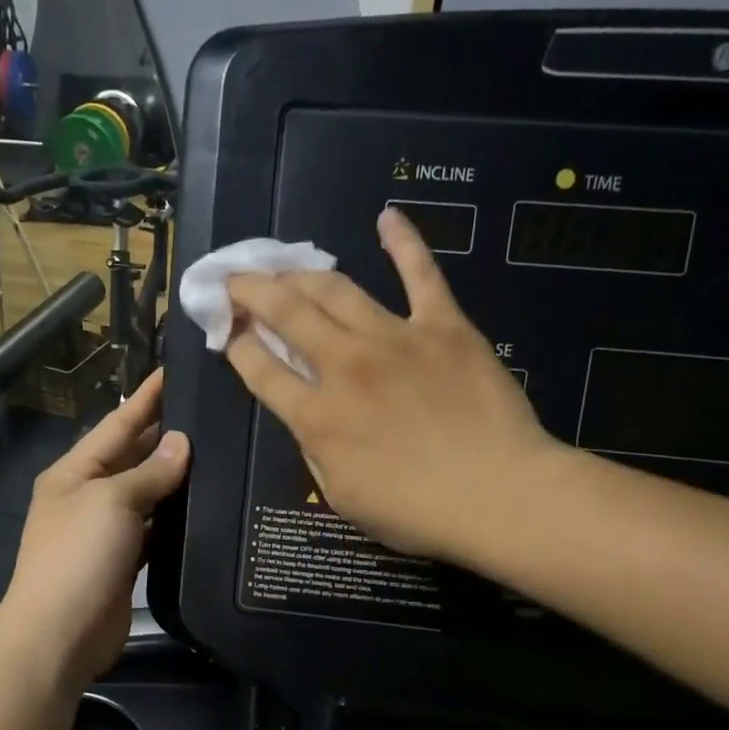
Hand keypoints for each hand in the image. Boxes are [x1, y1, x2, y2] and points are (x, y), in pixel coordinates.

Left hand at [0, 369, 189, 687]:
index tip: (175, 370)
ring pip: (146, 495)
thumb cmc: (78, 555)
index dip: (146, 398)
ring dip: (174, 479)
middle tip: (210, 412)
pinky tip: (204, 507)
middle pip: (131, 457)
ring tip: (218, 454)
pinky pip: (153, 531)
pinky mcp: (123, 563)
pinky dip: (174, 519)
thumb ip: (148, 472)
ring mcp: (104, 532)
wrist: (60, 634)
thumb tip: (181, 443)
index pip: (116, 424)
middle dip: (164, 435)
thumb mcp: (112, 502)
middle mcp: (87, 496)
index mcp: (73, 472)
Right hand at [225, 207, 564, 562]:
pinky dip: (404, 241)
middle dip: (252, 292)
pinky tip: (387, 217)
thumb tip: (308, 418)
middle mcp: (345, 366)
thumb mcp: (344, 498)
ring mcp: (394, 338)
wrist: (498, 495)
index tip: (230, 334)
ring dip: (301, 272)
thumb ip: (317, 452)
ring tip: (283, 264)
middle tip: (236, 281)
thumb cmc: (417, 512)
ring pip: (336, 289)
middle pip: (286, 313)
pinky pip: (420, 273)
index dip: (238, 346)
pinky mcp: (443, 325)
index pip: (260, 369)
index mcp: (317, 417)